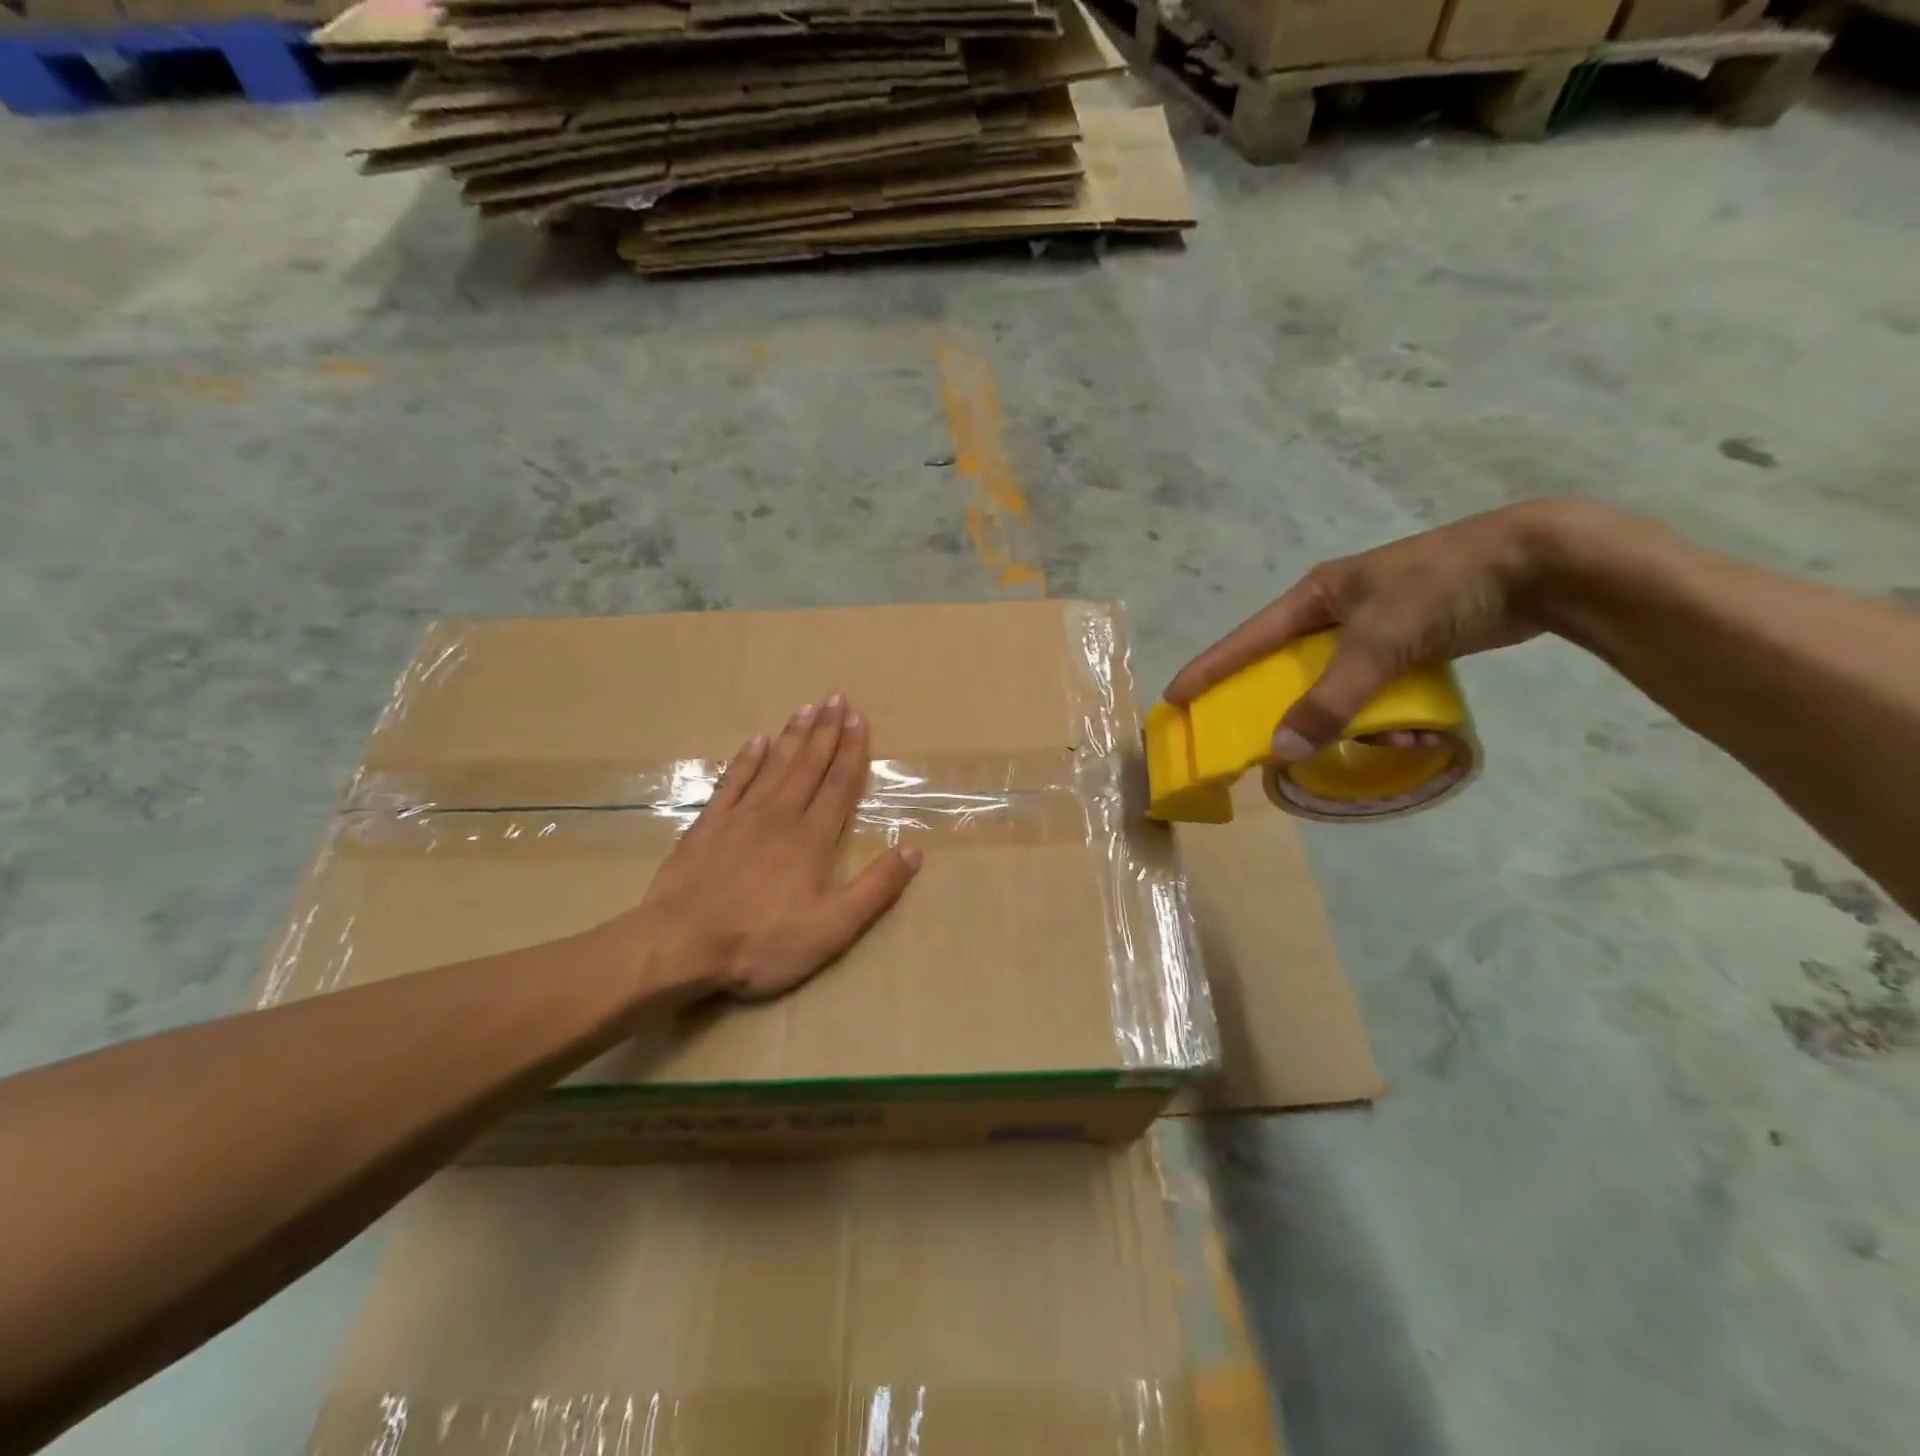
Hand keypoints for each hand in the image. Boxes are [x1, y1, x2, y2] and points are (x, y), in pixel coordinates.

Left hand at [619, 696, 921, 1000]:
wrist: (681, 946)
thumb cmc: (762, 942)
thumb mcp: (833, 928)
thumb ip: (875, 889)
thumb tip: (914, 851)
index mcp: (812, 838)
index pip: (838, 784)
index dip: (851, 751)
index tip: (859, 719)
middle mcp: (779, 816)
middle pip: (808, 765)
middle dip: (825, 731)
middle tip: (836, 698)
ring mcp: (740, 817)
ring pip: (774, 766)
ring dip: (792, 736)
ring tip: (805, 708)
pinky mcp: (707, 826)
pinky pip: (732, 782)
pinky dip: (746, 760)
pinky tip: (756, 742)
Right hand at [1165, 501, 1581, 759]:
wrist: (1542, 564)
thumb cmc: (1442, 589)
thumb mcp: (1378, 644)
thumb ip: (1329, 699)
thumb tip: (1281, 751)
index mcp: (1316, 595)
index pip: (1246, 639)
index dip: (1209, 670)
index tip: (1175, 700)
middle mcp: (1337, 611)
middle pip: (1288, 668)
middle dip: (1285, 706)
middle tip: (1264, 741)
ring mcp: (1374, 627)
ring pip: (1338, 685)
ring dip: (1352, 719)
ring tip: (1385, 741)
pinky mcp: (1410, 642)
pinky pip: (1377, 688)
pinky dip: (1387, 714)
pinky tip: (1414, 732)